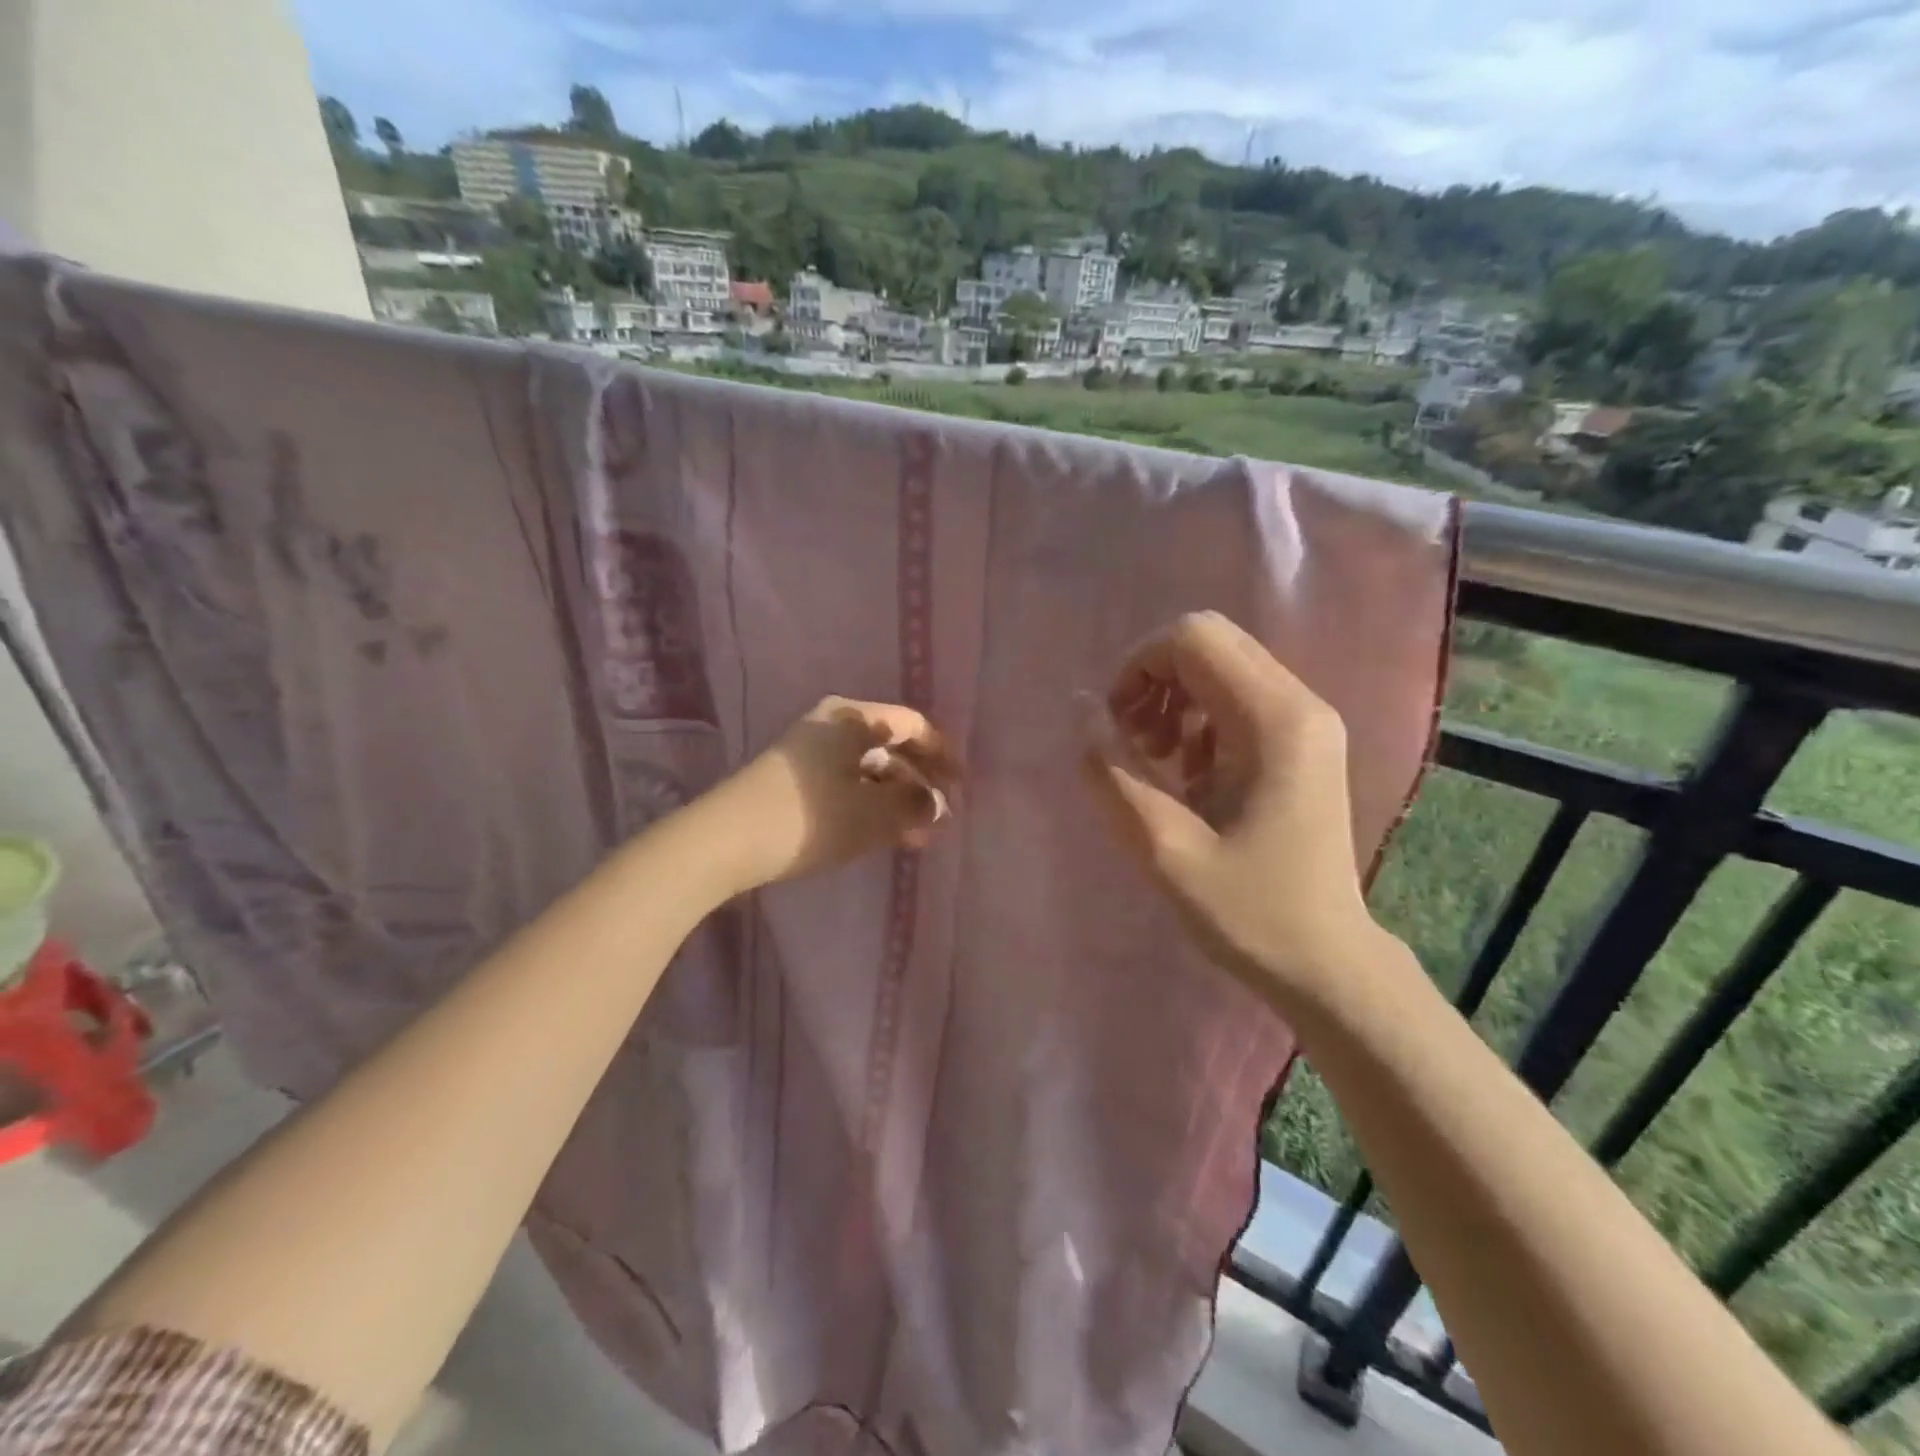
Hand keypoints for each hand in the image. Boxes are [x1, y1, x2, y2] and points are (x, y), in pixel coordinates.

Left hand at [707, 696, 959, 893]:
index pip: (911, 725)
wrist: (724, 842)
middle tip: (941, 815)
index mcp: (851, 718)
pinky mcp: (792, 781)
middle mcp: (830, 726)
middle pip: (889, 747)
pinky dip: (869, 807)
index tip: (961, 786)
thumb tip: (937, 804)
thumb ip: (915, 805)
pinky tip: (882, 836)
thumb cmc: (810, 817)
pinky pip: (845, 786)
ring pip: (867, 772)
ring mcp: (808, 753)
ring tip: (917, 836)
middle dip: (919, 783)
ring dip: (895, 800)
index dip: (942, 754)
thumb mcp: (874, 814)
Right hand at [1081, 611, 1380, 1006]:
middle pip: (1208, 643)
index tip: (1114, 724)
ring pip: (1220, 667)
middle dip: (1152, 681)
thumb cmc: (1248, 912)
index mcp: (1274, 720)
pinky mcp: (1304, 742)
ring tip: (1155, 762)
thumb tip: (1080, 707)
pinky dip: (1197, 721)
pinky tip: (1187, 775)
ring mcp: (1308, 721)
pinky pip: (1237, 699)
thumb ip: (1112, 771)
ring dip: (1172, 700)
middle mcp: (1300, 703)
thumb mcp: (1162, 847)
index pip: (1193, 638)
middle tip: (1130, 743)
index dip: (1137, 667)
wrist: (1326, 963)